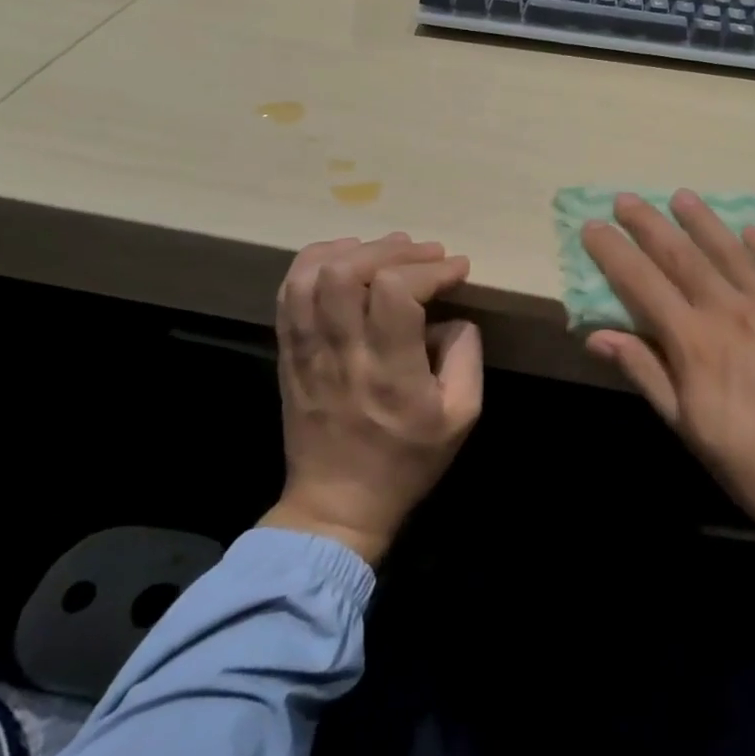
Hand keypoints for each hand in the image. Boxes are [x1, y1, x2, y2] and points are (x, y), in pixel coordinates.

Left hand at [260, 233, 482, 565]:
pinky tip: (344, 260)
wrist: (337, 506)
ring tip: (385, 251)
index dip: (430, 269)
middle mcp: (343, 354)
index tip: (457, 269)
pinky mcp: (289, 354)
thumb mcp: (462, 415)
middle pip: (348, 273)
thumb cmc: (407, 461)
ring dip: (352, 250)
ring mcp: (307, 352)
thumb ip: (467, 356)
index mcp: (390, 372)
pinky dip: (314, 263)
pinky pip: (288, 295)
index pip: (396, 292)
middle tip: (424, 253)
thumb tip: (453, 316)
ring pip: (310, 277)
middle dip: (392, 250)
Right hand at [582, 192, 754, 688]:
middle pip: (683, 256)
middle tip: (627, 198)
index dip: (614, 252)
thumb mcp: (689, 429)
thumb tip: (597, 334)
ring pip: (733, 252)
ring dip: (704, 222)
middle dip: (650, 224)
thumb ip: (646, 373)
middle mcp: (734, 311)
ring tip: (683, 197)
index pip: (642, 283)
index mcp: (696, 342)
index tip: (592, 226)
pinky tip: (752, 232)